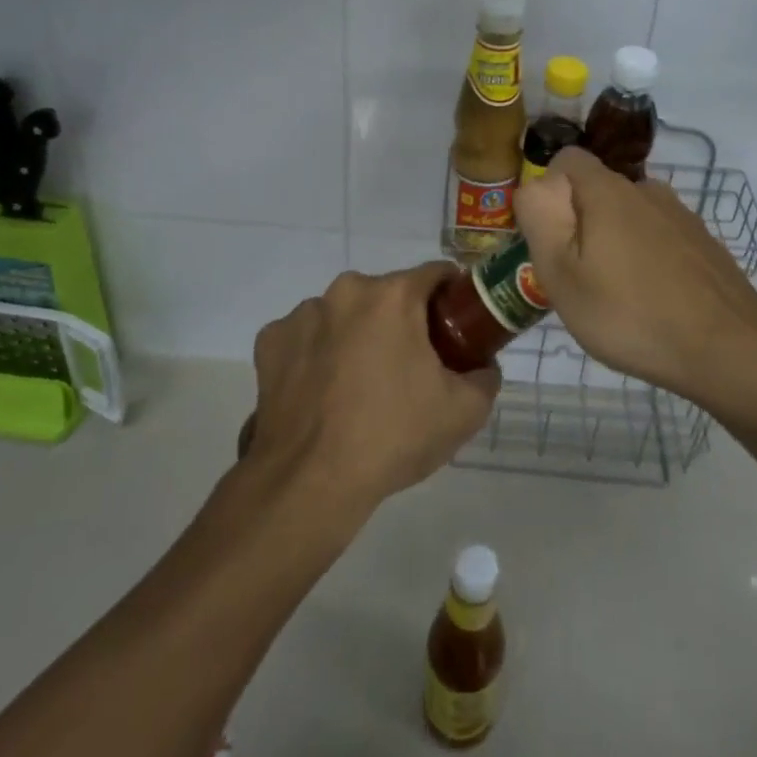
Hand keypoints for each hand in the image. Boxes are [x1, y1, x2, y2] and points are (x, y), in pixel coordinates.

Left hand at [246, 262, 500, 514]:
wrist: (310, 482)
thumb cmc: (393, 436)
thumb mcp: (464, 412)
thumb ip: (485, 377)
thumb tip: (483, 366)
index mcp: (393, 295)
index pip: (435, 274)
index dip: (451, 296)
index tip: (455, 325)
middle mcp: (346, 291)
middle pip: (386, 294)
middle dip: (401, 320)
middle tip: (410, 365)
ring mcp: (303, 314)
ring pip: (344, 314)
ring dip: (356, 334)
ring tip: (359, 385)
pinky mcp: (270, 342)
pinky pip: (305, 337)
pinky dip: (316, 354)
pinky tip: (321, 391)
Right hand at [515, 147, 756, 399]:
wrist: (730, 350)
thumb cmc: (631, 314)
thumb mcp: (562, 275)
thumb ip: (540, 221)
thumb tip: (535, 187)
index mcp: (608, 191)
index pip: (567, 159)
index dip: (548, 189)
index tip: (548, 234)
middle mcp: (647, 190)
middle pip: (598, 191)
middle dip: (580, 223)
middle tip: (577, 277)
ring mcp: (682, 216)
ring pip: (631, 217)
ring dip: (615, 243)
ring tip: (615, 296)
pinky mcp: (704, 244)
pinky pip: (660, 239)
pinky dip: (647, 259)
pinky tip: (653, 302)